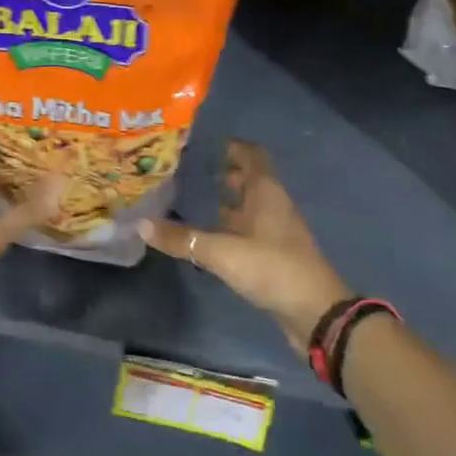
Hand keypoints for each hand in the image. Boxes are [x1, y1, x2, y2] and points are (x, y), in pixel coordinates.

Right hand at [140, 140, 351, 350]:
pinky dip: (230, 226)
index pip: (252, 156)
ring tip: (194, 197)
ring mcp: (275, 231)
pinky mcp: (272, 255)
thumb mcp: (222, 252)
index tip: (206, 143)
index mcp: (266, 192)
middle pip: (249, 179)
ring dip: (227, 200)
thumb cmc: (272, 268)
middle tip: (191, 169)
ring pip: (248, 206)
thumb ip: (183, 239)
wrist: (314, 312)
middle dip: (225, 172)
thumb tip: (141, 224)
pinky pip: (248, 230)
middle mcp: (272, 205)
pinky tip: (209, 234)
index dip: (233, 146)